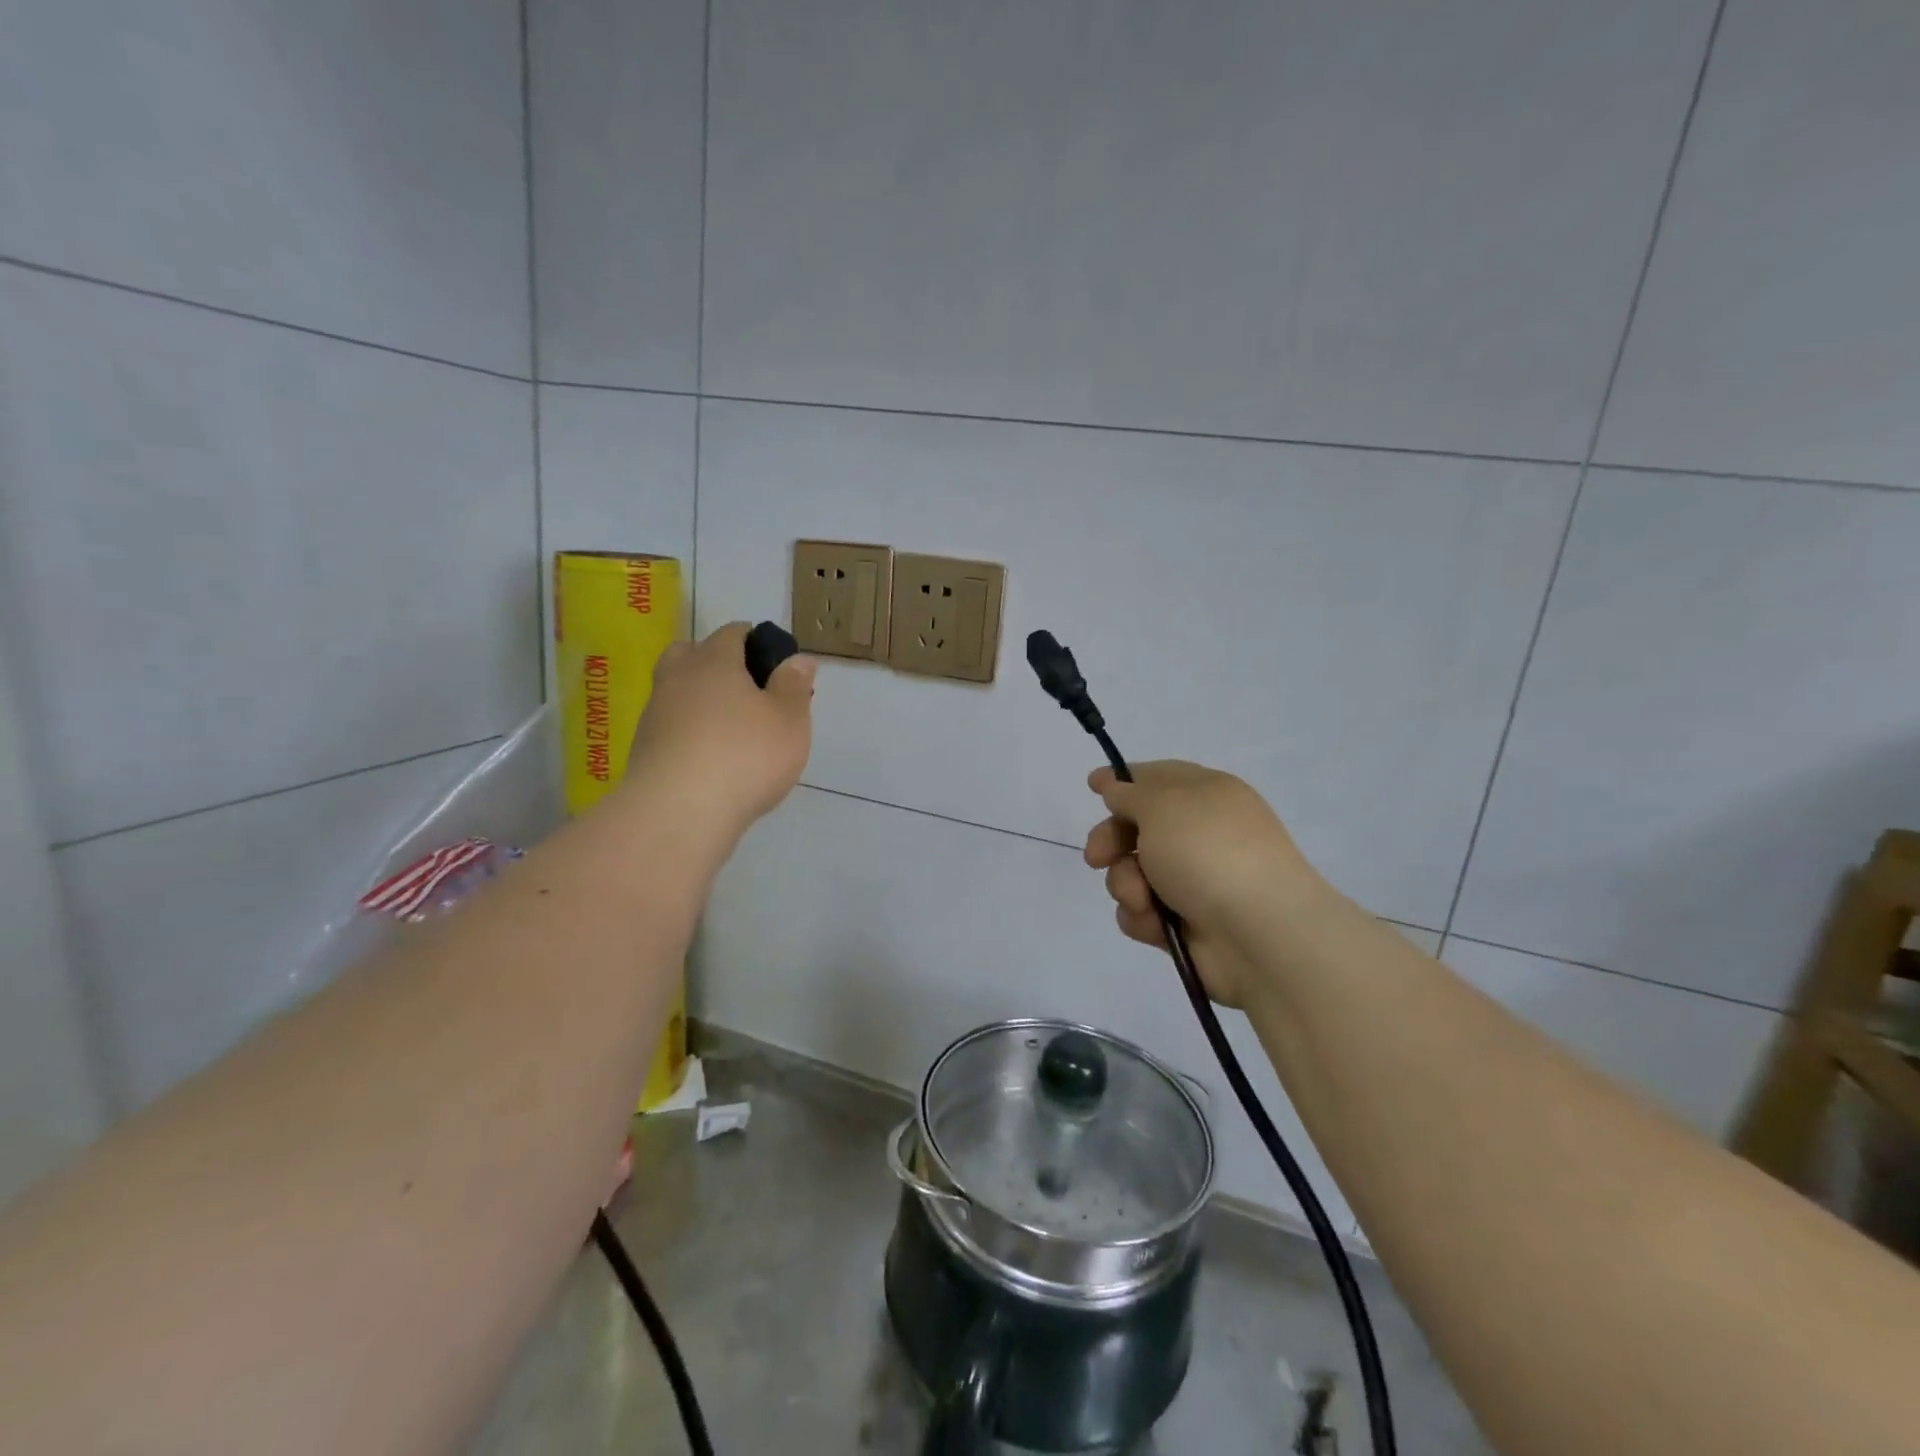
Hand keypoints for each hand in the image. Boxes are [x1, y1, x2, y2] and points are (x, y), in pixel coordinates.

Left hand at [626, 622, 815, 837]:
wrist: (678, 813)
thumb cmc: (745, 756)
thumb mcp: (789, 720)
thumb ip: (794, 686)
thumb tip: (797, 659)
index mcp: (714, 661)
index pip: (732, 633)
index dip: (755, 640)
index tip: (775, 664)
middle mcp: (678, 678)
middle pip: (691, 653)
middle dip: (715, 662)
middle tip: (745, 690)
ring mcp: (655, 714)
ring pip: (677, 691)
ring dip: (699, 700)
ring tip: (730, 730)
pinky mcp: (643, 750)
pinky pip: (670, 727)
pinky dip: (688, 733)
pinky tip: (709, 758)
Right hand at [1083, 761, 1326, 1007]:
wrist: (1259, 934)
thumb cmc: (1209, 853)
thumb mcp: (1162, 804)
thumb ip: (1130, 792)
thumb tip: (1117, 788)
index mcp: (1205, 794)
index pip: (1157, 778)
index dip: (1123, 780)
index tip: (1093, 785)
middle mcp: (1199, 834)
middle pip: (1136, 828)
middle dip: (1110, 840)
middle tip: (1097, 856)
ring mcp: (1193, 880)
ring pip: (1131, 873)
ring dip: (1125, 884)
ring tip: (1142, 898)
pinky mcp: (1185, 923)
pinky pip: (1142, 912)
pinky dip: (1142, 917)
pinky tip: (1157, 924)